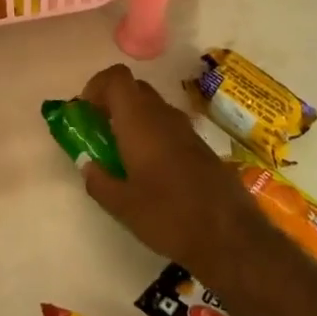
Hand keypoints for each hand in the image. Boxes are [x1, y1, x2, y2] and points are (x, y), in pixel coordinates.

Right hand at [79, 63, 264, 286]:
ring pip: (153, 107)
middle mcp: (163, 116)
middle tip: (99, 130)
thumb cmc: (169, 216)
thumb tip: (87, 165)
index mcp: (139, 121)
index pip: (116, 77)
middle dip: (112, 102)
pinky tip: (150, 168)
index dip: (96, 86)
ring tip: (122, 152)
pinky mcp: (202, 147)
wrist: (231, 238)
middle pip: (134, 88)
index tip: (85, 111)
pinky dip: (153, 134)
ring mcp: (186, 130)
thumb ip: (98, 180)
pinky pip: (169, 126)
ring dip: (133, 119)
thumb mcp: (121, 206)